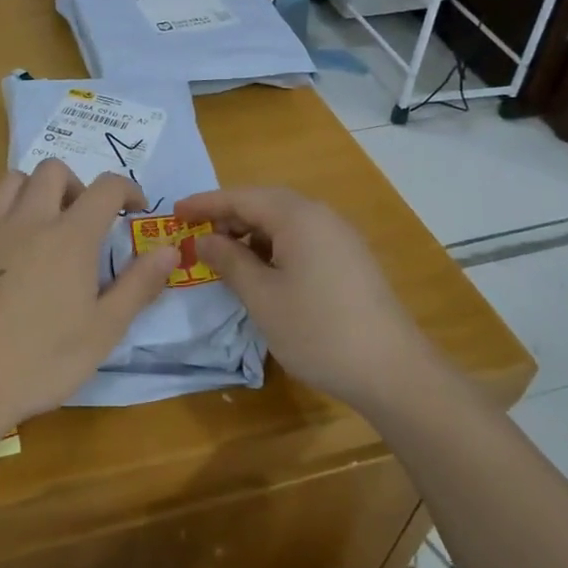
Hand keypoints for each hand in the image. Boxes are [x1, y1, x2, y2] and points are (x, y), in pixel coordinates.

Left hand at [0, 161, 177, 429]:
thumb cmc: (40, 361)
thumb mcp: (102, 331)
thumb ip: (138, 285)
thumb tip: (169, 249)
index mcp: (70, 236)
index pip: (106, 187)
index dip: (126, 189)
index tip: (134, 208)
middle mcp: (29, 218)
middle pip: (54, 171)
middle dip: (76, 185)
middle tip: (82, 220)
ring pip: (13, 179)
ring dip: (34, 191)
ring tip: (40, 225)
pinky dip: (0, 210)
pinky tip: (2, 243)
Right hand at [174, 186, 429, 411]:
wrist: (392, 371)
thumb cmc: (317, 330)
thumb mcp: (262, 297)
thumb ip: (230, 262)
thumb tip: (205, 240)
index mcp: (298, 217)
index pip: (241, 197)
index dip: (205, 203)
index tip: (174, 212)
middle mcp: (321, 216)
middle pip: (264, 203)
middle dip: (227, 216)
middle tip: (195, 234)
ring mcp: (340, 237)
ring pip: (284, 222)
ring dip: (250, 233)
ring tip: (223, 255)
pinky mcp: (349, 260)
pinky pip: (302, 239)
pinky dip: (273, 247)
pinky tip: (260, 271)